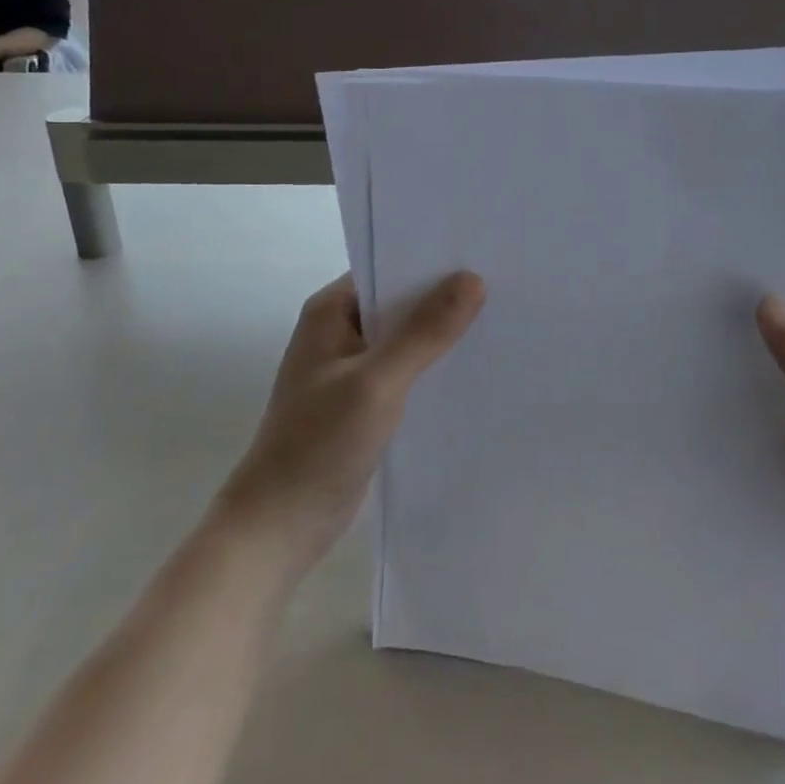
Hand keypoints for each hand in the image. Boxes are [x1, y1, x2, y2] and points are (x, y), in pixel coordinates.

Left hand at [218, 272, 485, 579]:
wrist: (279, 528)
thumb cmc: (318, 445)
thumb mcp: (377, 382)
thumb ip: (424, 332)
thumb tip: (473, 279)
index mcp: (331, 311)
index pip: (389, 267)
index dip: (434, 261)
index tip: (485, 255)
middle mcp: (340, 330)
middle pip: (401, 301)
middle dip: (445, 297)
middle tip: (505, 287)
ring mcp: (351, 367)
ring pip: (407, 338)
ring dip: (442, 334)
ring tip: (500, 321)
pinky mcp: (364, 401)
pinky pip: (407, 370)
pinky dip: (434, 367)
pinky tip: (473, 368)